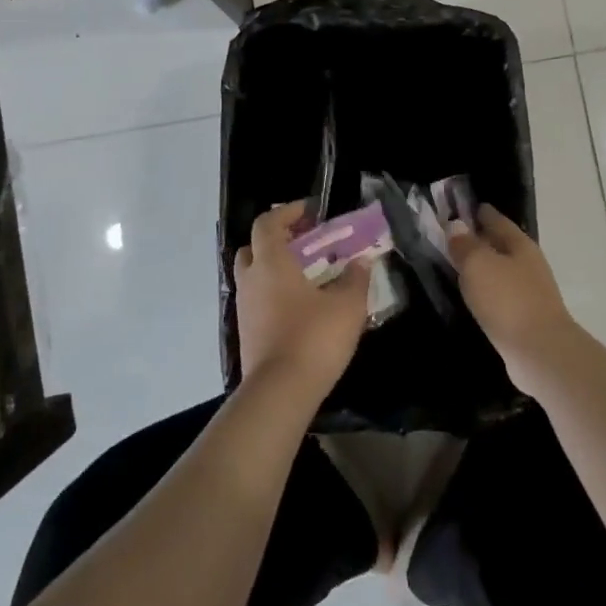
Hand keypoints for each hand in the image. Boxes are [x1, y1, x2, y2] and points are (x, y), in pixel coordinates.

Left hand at [234, 202, 368, 400]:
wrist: (280, 393)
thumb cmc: (314, 338)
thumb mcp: (347, 306)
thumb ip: (355, 279)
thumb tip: (361, 261)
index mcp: (271, 263)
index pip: (268, 223)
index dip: (288, 212)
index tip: (311, 212)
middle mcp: (251, 280)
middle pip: (253, 247)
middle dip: (277, 240)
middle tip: (305, 243)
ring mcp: (244, 309)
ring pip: (254, 276)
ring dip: (275, 269)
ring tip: (308, 276)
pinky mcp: (246, 334)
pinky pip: (257, 301)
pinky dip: (274, 294)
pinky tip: (301, 307)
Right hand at [447, 205, 579, 384]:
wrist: (540, 352)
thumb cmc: (507, 300)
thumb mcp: (478, 265)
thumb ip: (465, 244)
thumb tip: (456, 225)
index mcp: (519, 244)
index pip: (497, 219)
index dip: (480, 212)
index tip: (462, 208)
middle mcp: (529, 263)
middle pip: (502, 244)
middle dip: (481, 239)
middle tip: (454, 237)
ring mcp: (531, 292)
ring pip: (502, 270)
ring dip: (484, 267)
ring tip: (459, 267)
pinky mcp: (527, 318)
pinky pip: (502, 295)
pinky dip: (488, 291)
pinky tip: (474, 297)